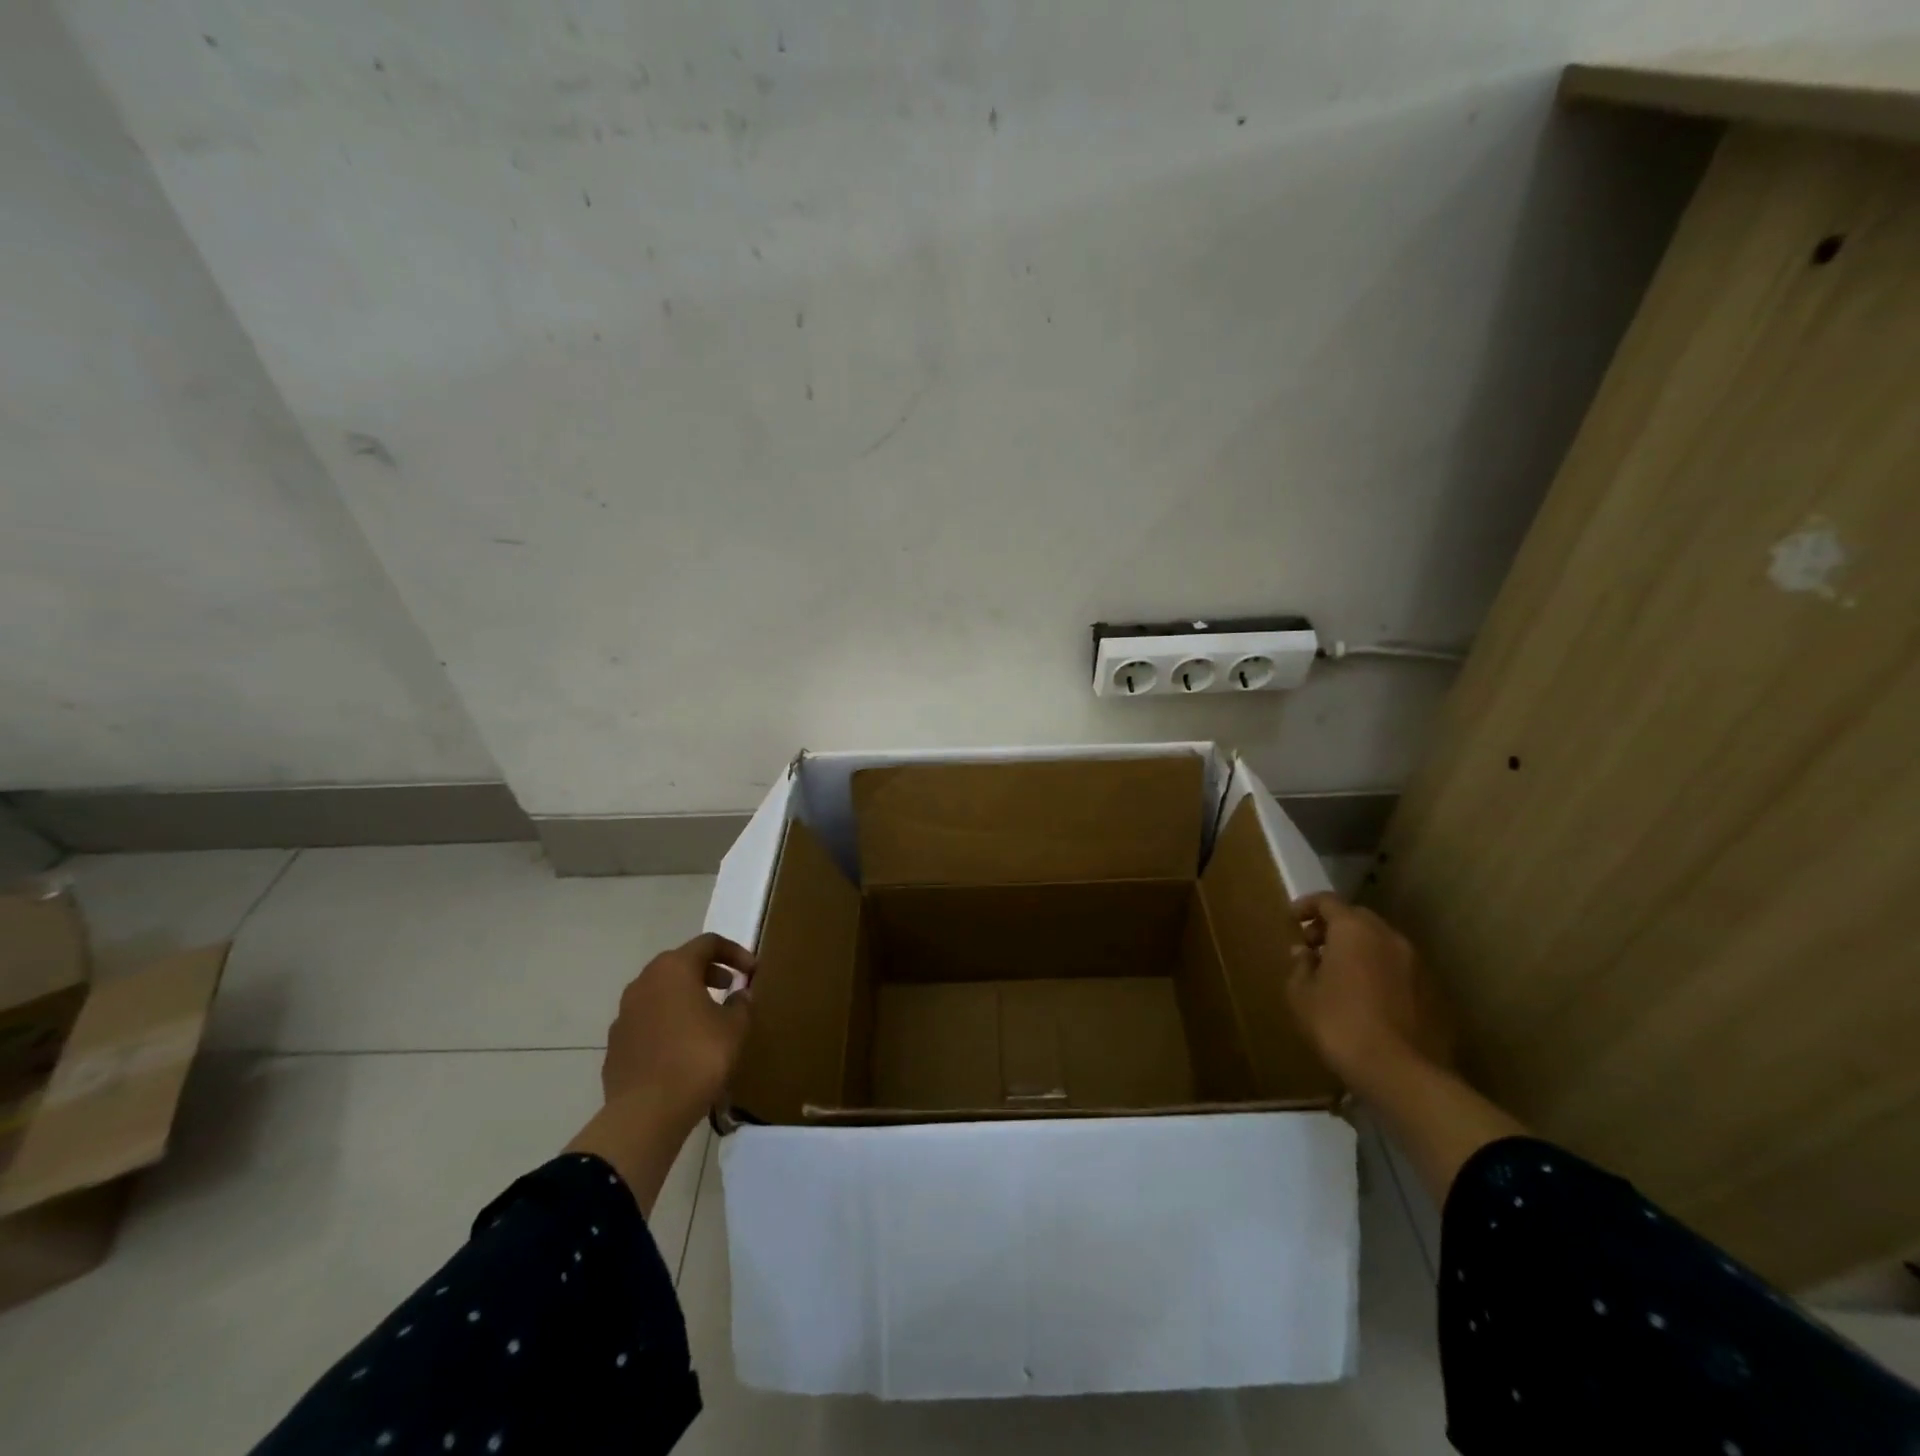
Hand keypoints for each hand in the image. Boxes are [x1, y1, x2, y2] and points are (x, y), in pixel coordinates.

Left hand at [566, 932, 755, 1211]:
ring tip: (707, 1018)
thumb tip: (738, 995)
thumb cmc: (697, 1058)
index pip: (708, 943)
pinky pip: (647, 1020)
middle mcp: (644, 981)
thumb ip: (740, 1003)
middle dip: (707, 971)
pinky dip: (667, 1022)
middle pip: (680, 963)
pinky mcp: (616, 1042)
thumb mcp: (734, 1028)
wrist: (646, 1112)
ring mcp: (625, 1012)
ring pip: (660, 991)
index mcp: (674, 968)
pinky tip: (681, 1046)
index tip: (751, 971)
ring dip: (685, 996)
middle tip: (729, 987)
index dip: (735, 952)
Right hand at [1287, 893, 1451, 1089]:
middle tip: (1313, 947)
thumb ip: (1300, 966)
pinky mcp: (1434, 992)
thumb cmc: (1340, 1025)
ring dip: (1359, 950)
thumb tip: (1304, 953)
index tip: (1291, 920)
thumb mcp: (1302, 995)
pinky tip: (1368, 998)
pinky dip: (1380, 972)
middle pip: (1358, 919)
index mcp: (1354, 930)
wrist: (1403, 1073)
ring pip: (1382, 944)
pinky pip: (1399, 970)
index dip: (1306, 906)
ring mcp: (1417, 964)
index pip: (1327, 901)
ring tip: (1340, 975)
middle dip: (1333, 927)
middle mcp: (1389, 937)